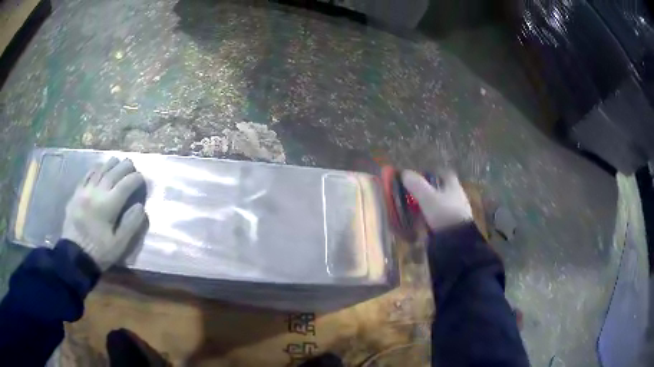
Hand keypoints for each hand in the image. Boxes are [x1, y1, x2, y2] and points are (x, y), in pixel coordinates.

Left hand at [62, 157, 146, 270]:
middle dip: (126, 167)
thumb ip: (131, 224)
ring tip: (119, 163)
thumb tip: (140, 206)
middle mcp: (96, 192)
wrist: (74, 256)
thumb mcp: (119, 245)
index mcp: (108, 206)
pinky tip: (101, 169)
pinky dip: (97, 169)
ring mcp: (84, 190)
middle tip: (133, 167)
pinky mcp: (76, 193)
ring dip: (112, 164)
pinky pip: (87, 174)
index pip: (126, 185)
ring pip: (100, 169)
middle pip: (114, 172)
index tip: (142, 179)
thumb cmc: (99, 252)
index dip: (136, 179)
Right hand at [401, 170, 471, 230]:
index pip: (445, 174)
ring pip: (442, 205)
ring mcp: (457, 213)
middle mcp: (458, 197)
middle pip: (443, 190)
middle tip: (415, 194)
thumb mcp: (427, 197)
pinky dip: (432, 220)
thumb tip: (405, 173)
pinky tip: (422, 224)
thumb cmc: (444, 214)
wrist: (457, 241)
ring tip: (416, 211)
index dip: (433, 173)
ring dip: (430, 206)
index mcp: (454, 186)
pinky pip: (441, 219)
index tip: (421, 176)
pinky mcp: (454, 227)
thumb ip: (416, 185)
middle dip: (430, 191)